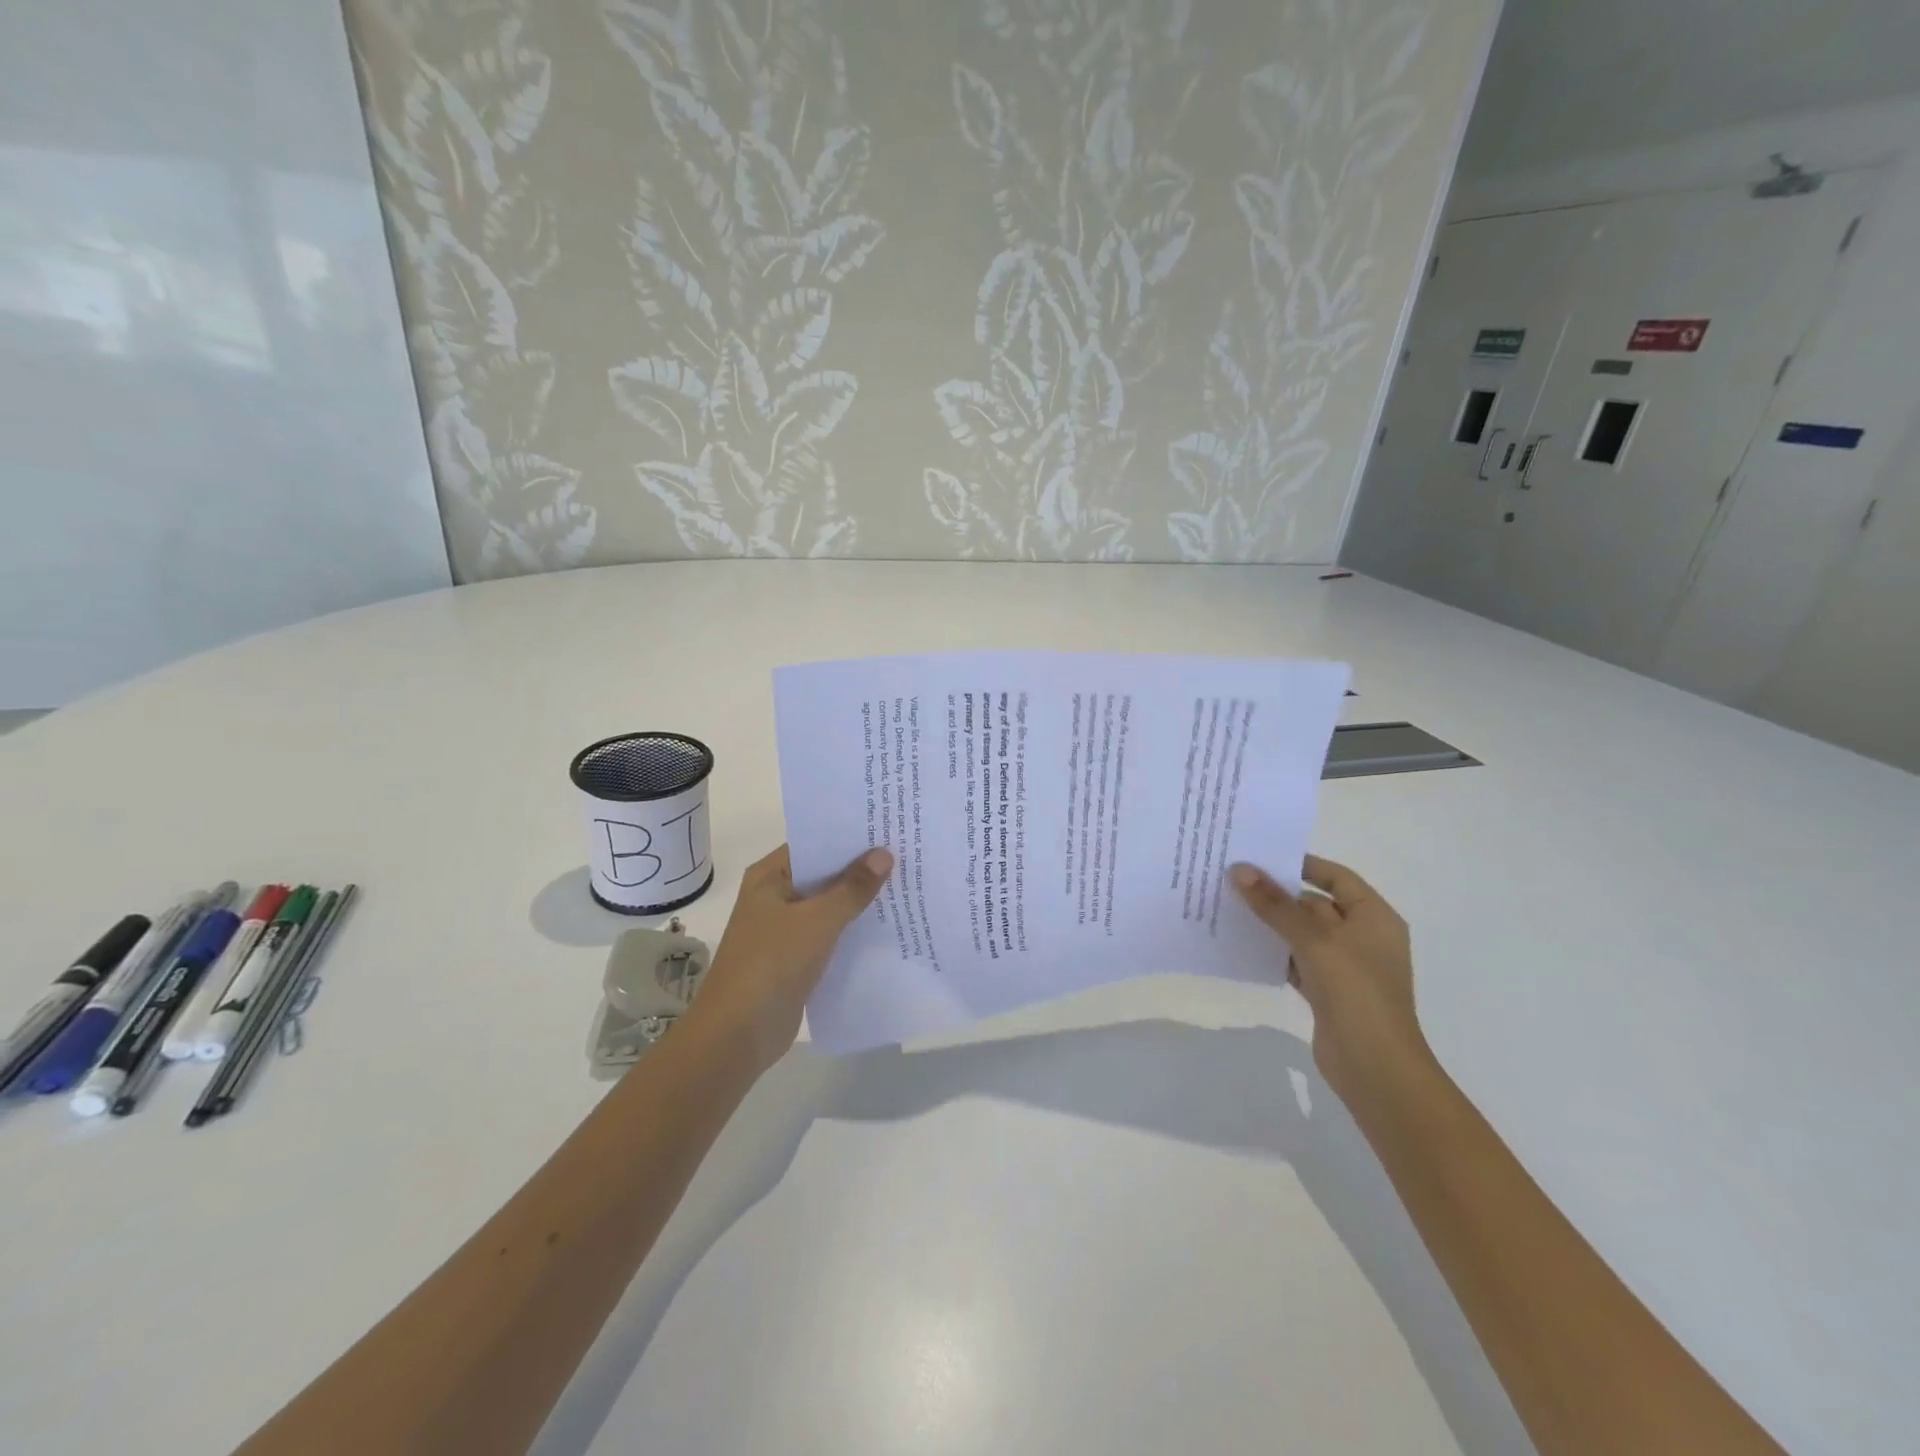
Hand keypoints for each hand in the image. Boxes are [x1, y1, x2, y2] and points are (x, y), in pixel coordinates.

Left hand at [686, 844, 893, 1072]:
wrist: (737, 1035)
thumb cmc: (771, 964)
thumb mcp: (817, 921)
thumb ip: (852, 888)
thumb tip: (884, 854)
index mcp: (770, 877)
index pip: (814, 844)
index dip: (850, 837)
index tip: (889, 829)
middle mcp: (775, 896)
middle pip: (824, 875)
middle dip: (861, 869)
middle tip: (908, 855)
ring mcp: (785, 929)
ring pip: (829, 906)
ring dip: (860, 901)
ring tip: (907, 886)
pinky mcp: (796, 959)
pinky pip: (830, 935)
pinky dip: (853, 930)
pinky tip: (888, 927)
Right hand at [1230, 855, 1435, 1106]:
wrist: (1376, 1069)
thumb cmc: (1356, 993)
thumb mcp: (1315, 941)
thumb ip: (1276, 905)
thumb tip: (1239, 869)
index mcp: (1374, 917)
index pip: (1336, 877)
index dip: (1301, 864)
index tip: (1260, 856)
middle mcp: (1362, 937)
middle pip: (1315, 904)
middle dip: (1277, 894)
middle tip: (1232, 879)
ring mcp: (1345, 966)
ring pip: (1302, 933)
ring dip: (1271, 923)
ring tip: (1228, 906)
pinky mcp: (1327, 991)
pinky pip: (1295, 960)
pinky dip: (1273, 952)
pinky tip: (1241, 944)